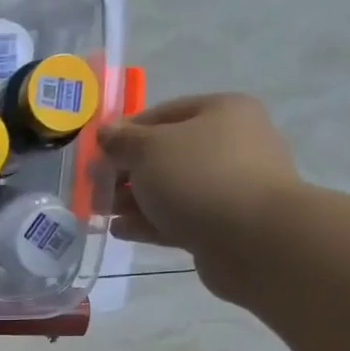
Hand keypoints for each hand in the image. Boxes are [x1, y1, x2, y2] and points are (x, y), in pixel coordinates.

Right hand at [98, 93, 299, 298]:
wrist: (253, 239)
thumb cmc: (199, 178)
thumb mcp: (149, 149)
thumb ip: (122, 141)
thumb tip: (106, 133)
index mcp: (220, 112)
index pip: (161, 114)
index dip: (125, 133)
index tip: (96, 155)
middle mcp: (230, 144)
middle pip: (165, 154)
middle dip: (126, 172)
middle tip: (96, 188)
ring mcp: (228, 187)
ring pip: (170, 189)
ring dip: (134, 200)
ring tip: (103, 213)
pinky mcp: (222, 224)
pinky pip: (177, 218)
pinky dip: (148, 222)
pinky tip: (120, 231)